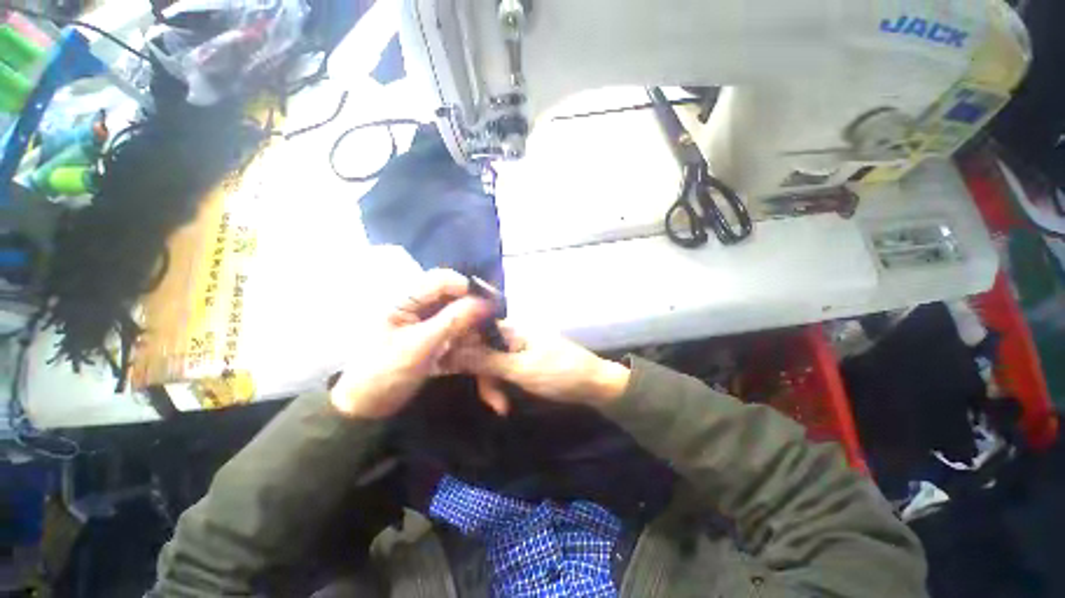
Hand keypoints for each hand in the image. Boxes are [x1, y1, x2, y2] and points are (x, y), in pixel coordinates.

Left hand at [330, 269, 490, 418]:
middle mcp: (418, 306)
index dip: (468, 288)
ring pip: (460, 316)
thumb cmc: (384, 373)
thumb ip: (453, 321)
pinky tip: (479, 351)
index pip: (441, 281)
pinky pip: (458, 333)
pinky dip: (470, 341)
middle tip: (495, 325)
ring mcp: (427, 324)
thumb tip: (485, 302)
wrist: (367, 409)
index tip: (491, 303)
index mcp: (404, 300)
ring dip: (475, 328)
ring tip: (490, 341)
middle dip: (475, 310)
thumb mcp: (419, 346)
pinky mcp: (434, 339)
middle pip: (454, 297)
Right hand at [446, 323, 630, 414]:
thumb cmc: (560, 373)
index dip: (461, 349)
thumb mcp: (520, 369)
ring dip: (493, 385)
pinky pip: (504, 369)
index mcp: (512, 329)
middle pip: (482, 350)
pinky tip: (505, 403)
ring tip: (502, 407)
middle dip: (483, 377)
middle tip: (494, 403)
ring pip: (492, 363)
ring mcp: (519, 348)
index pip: (475, 330)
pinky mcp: (525, 360)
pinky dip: (502, 385)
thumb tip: (451, 350)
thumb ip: (486, 360)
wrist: (595, 384)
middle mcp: (513, 334)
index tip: (451, 371)